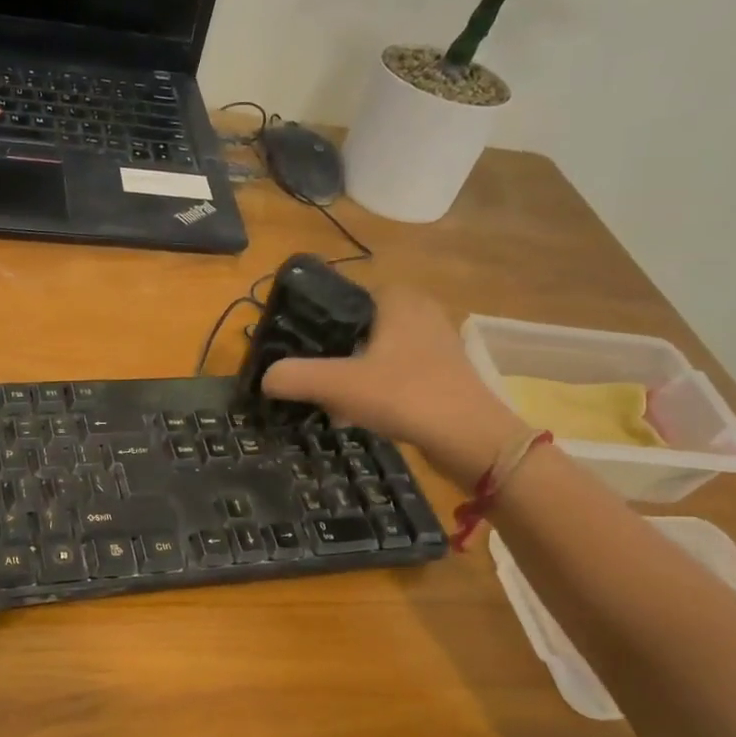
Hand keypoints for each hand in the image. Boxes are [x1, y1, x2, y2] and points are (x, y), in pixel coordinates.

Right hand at [261, 286, 525, 484]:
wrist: (472, 439)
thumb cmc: (406, 395)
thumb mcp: (339, 385)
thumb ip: (296, 377)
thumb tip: (264, 379)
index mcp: (396, 297)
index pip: (339, 298)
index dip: (311, 323)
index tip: (290, 351)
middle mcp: (418, 310)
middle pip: (354, 328)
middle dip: (329, 354)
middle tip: (305, 378)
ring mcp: (434, 341)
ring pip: (373, 352)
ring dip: (349, 374)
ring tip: (325, 399)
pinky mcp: (441, 372)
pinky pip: (393, 372)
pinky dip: (372, 388)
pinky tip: (356, 413)